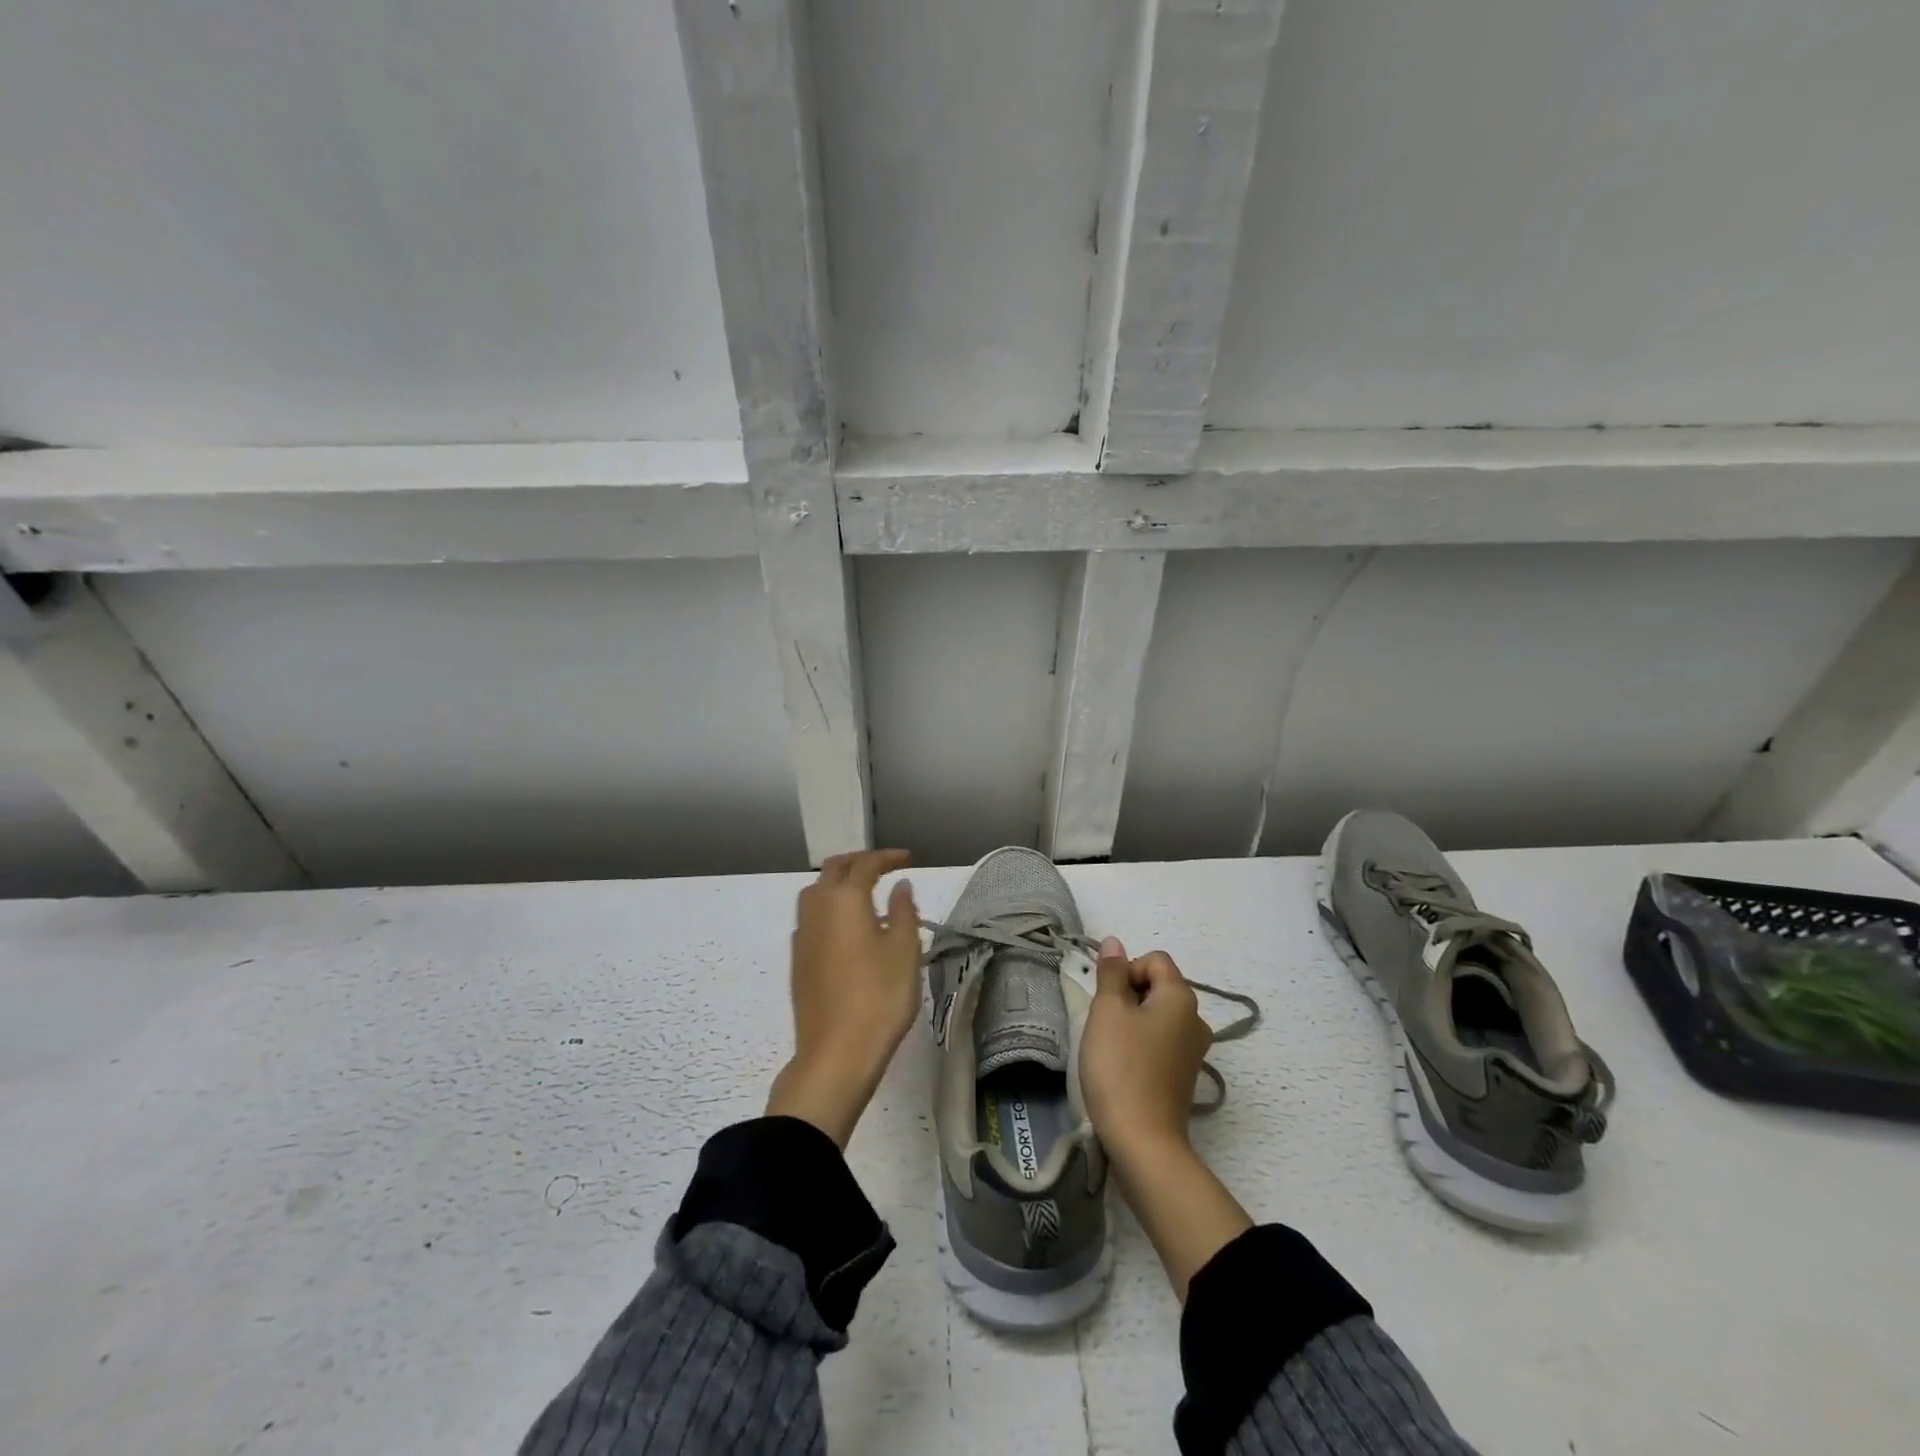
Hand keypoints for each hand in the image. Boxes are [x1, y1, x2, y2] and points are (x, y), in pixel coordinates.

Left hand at [765, 850, 920, 1147]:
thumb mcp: (904, 951)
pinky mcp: (798, 960)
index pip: (866, 864)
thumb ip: (903, 912)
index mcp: (845, 899)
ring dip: (839, 883)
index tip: (908, 859)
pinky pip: (812, 917)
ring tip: (866, 895)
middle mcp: (817, 908)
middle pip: (834, 870)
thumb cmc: (879, 997)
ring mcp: (803, 935)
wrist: (835, 1054)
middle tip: (885, 868)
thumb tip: (900, 886)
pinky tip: (848, 929)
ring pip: (816, 892)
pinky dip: (830, 908)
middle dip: (859, 862)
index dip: (888, 858)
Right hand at [1079, 936, 1212, 1164]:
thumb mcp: (1107, 1011)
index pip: (1154, 959)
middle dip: (1128, 996)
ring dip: (1132, 1021)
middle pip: (1158, 986)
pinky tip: (1123, 1067)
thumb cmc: (1120, 1066)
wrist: (1142, 1141)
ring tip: (1110, 1046)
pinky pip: (1161, 1042)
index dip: (1127, 970)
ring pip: (1158, 1016)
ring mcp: (1194, 1050)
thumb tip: (1114, 942)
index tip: (1108, 998)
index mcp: (1182, 997)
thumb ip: (1111, 972)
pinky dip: (1141, 1045)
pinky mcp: (1184, 1076)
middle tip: (1104, 1022)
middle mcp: (1196, 1019)